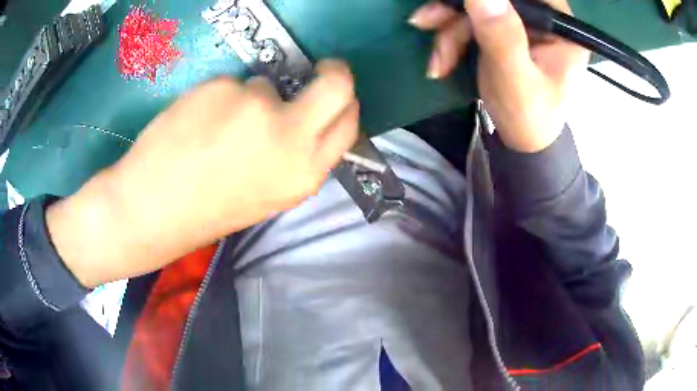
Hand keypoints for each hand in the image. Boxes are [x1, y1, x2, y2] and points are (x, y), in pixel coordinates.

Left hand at [47, 60, 358, 287]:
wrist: (152, 210)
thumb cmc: (208, 210)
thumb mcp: (268, 195)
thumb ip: (294, 157)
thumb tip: (304, 122)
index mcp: (304, 173)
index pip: (348, 122)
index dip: (345, 103)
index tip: (333, 91)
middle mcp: (290, 135)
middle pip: (336, 84)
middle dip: (333, 72)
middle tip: (320, 68)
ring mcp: (255, 105)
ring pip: (266, 85)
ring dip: (248, 99)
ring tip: (214, 129)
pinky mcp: (222, 86)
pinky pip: (230, 84)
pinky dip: (217, 98)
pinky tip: (195, 122)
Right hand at [409, 0, 589, 151]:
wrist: (523, 139)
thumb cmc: (529, 116)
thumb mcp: (516, 79)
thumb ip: (502, 35)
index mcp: (561, 28)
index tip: (458, 4)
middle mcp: (543, 19)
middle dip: (457, 11)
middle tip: (426, 21)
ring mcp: (522, 24)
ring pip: (477, 8)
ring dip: (449, 32)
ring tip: (437, 61)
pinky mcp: (505, 31)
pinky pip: (472, 22)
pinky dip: (453, 40)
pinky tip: (442, 61)